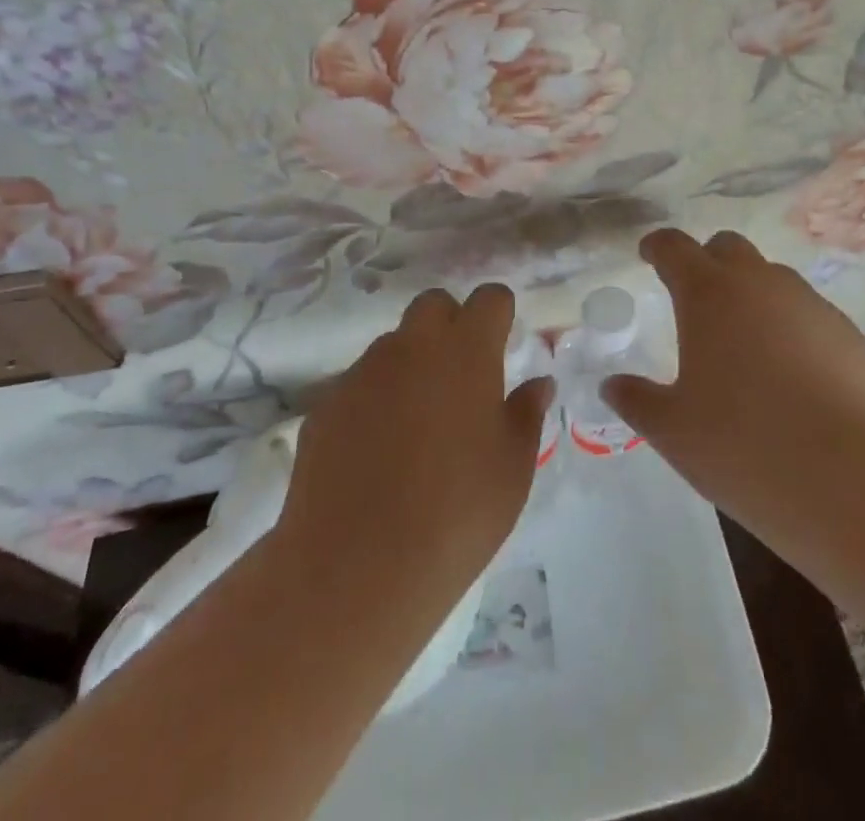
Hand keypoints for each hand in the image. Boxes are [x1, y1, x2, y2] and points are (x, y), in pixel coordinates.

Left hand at [279, 285, 552, 595]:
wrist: (356, 566)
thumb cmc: (457, 513)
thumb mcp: (513, 468)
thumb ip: (526, 413)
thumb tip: (538, 382)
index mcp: (466, 351)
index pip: (490, 297)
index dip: (500, 314)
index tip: (504, 342)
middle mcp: (412, 346)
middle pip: (434, 304)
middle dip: (451, 323)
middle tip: (462, 375)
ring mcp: (363, 372)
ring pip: (394, 344)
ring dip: (412, 362)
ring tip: (418, 422)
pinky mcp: (326, 404)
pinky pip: (360, 384)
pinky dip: (375, 400)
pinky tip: (377, 451)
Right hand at [604, 229, 864, 542]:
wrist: (849, 480)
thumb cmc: (742, 446)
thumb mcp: (672, 430)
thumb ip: (636, 400)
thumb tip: (612, 385)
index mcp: (707, 295)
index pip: (674, 247)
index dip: (657, 247)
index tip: (648, 255)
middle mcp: (760, 284)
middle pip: (728, 247)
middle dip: (707, 261)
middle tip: (696, 299)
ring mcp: (811, 305)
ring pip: (774, 279)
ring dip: (753, 296)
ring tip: (747, 345)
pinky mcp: (850, 335)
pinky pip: (810, 317)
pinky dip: (793, 330)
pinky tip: (795, 378)